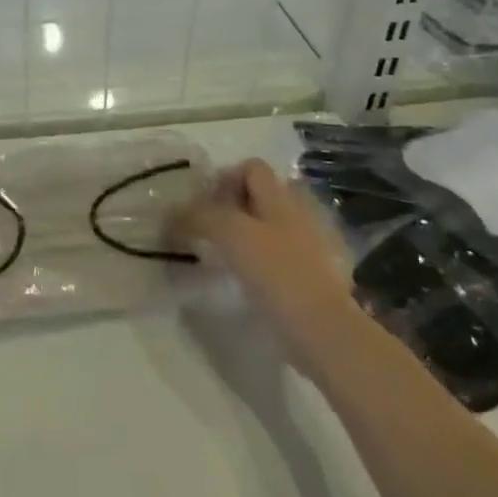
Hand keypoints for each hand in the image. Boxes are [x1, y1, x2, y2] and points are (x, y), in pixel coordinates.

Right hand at [170, 158, 359, 365]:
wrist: (325, 329)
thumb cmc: (276, 271)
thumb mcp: (229, 234)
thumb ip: (199, 217)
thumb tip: (173, 215)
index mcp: (281, 197)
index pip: (251, 167)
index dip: (225, 179)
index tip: (205, 207)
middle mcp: (301, 212)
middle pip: (263, 195)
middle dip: (236, 207)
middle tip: (213, 231)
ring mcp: (315, 244)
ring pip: (275, 225)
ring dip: (252, 234)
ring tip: (231, 257)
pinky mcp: (320, 275)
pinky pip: (287, 255)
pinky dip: (269, 260)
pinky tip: (255, 280)